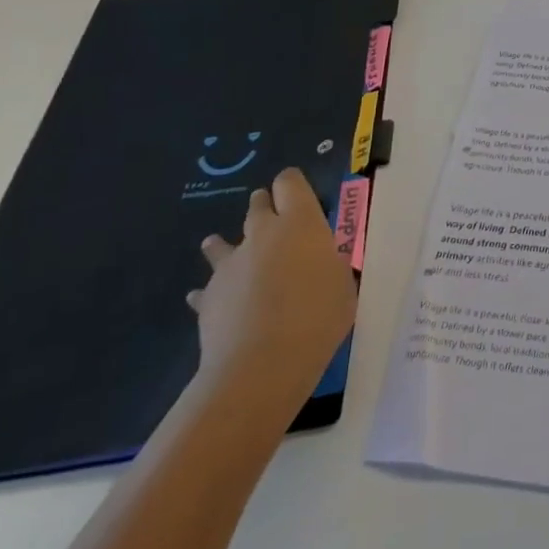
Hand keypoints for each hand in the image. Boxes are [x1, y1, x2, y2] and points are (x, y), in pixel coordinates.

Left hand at [188, 168, 357, 411]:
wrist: (260, 365)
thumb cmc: (317, 318)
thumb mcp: (343, 286)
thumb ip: (331, 267)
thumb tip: (321, 266)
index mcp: (300, 223)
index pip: (290, 183)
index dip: (292, 185)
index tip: (297, 193)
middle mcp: (263, 233)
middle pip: (258, 205)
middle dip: (263, 207)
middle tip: (271, 218)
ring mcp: (231, 265)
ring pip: (221, 243)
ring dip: (223, 244)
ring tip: (219, 245)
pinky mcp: (208, 297)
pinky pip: (205, 289)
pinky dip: (209, 292)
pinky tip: (206, 300)